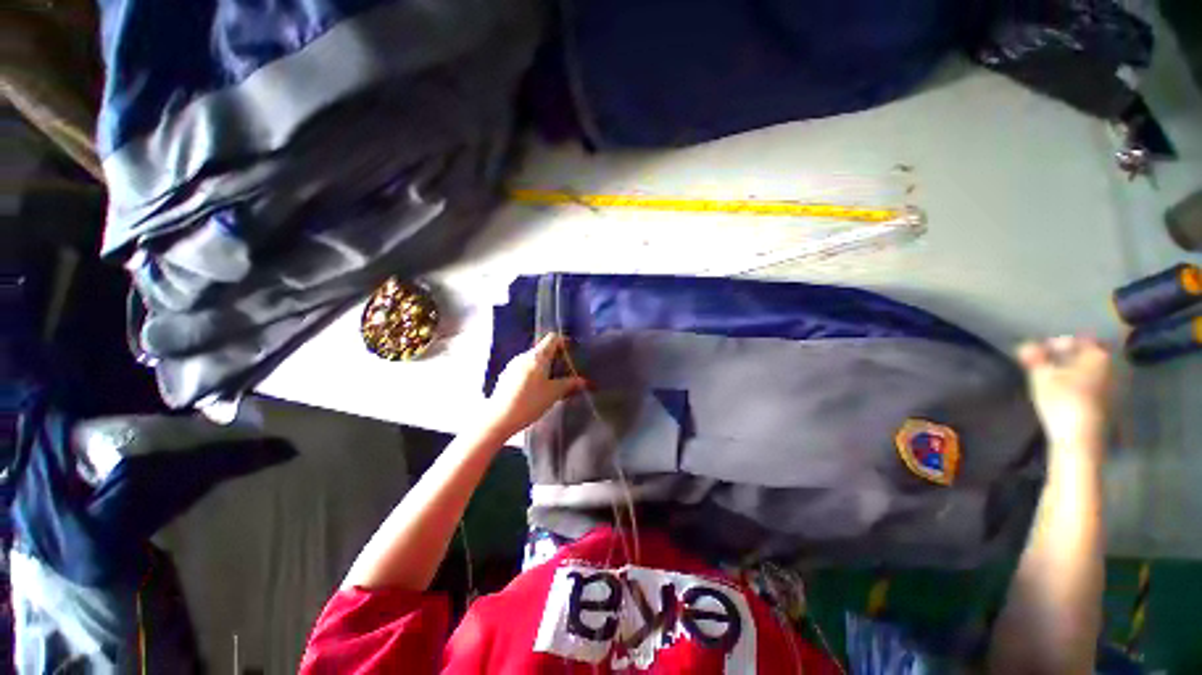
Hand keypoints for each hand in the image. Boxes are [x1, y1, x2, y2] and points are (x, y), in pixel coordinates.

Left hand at [484, 333, 587, 437]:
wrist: (498, 418)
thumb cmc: (530, 401)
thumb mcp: (554, 393)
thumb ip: (570, 384)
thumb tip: (584, 381)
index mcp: (537, 356)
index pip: (552, 338)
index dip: (564, 342)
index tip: (573, 351)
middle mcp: (524, 356)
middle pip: (543, 350)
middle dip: (557, 358)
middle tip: (568, 370)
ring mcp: (513, 366)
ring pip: (534, 361)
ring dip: (546, 367)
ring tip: (555, 382)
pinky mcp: (506, 377)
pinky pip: (525, 369)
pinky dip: (535, 374)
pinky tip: (538, 390)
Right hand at [1017, 335, 1112, 451]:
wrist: (1081, 438)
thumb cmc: (1062, 401)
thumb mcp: (1041, 377)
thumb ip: (1034, 359)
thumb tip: (1026, 345)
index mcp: (1097, 355)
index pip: (1079, 339)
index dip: (1059, 342)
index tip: (1041, 349)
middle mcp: (1112, 366)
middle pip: (1090, 354)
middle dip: (1071, 356)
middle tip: (1051, 361)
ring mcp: (1115, 386)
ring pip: (1094, 370)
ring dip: (1077, 370)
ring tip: (1058, 376)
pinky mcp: (1111, 403)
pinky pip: (1097, 384)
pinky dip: (1083, 383)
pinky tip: (1070, 391)